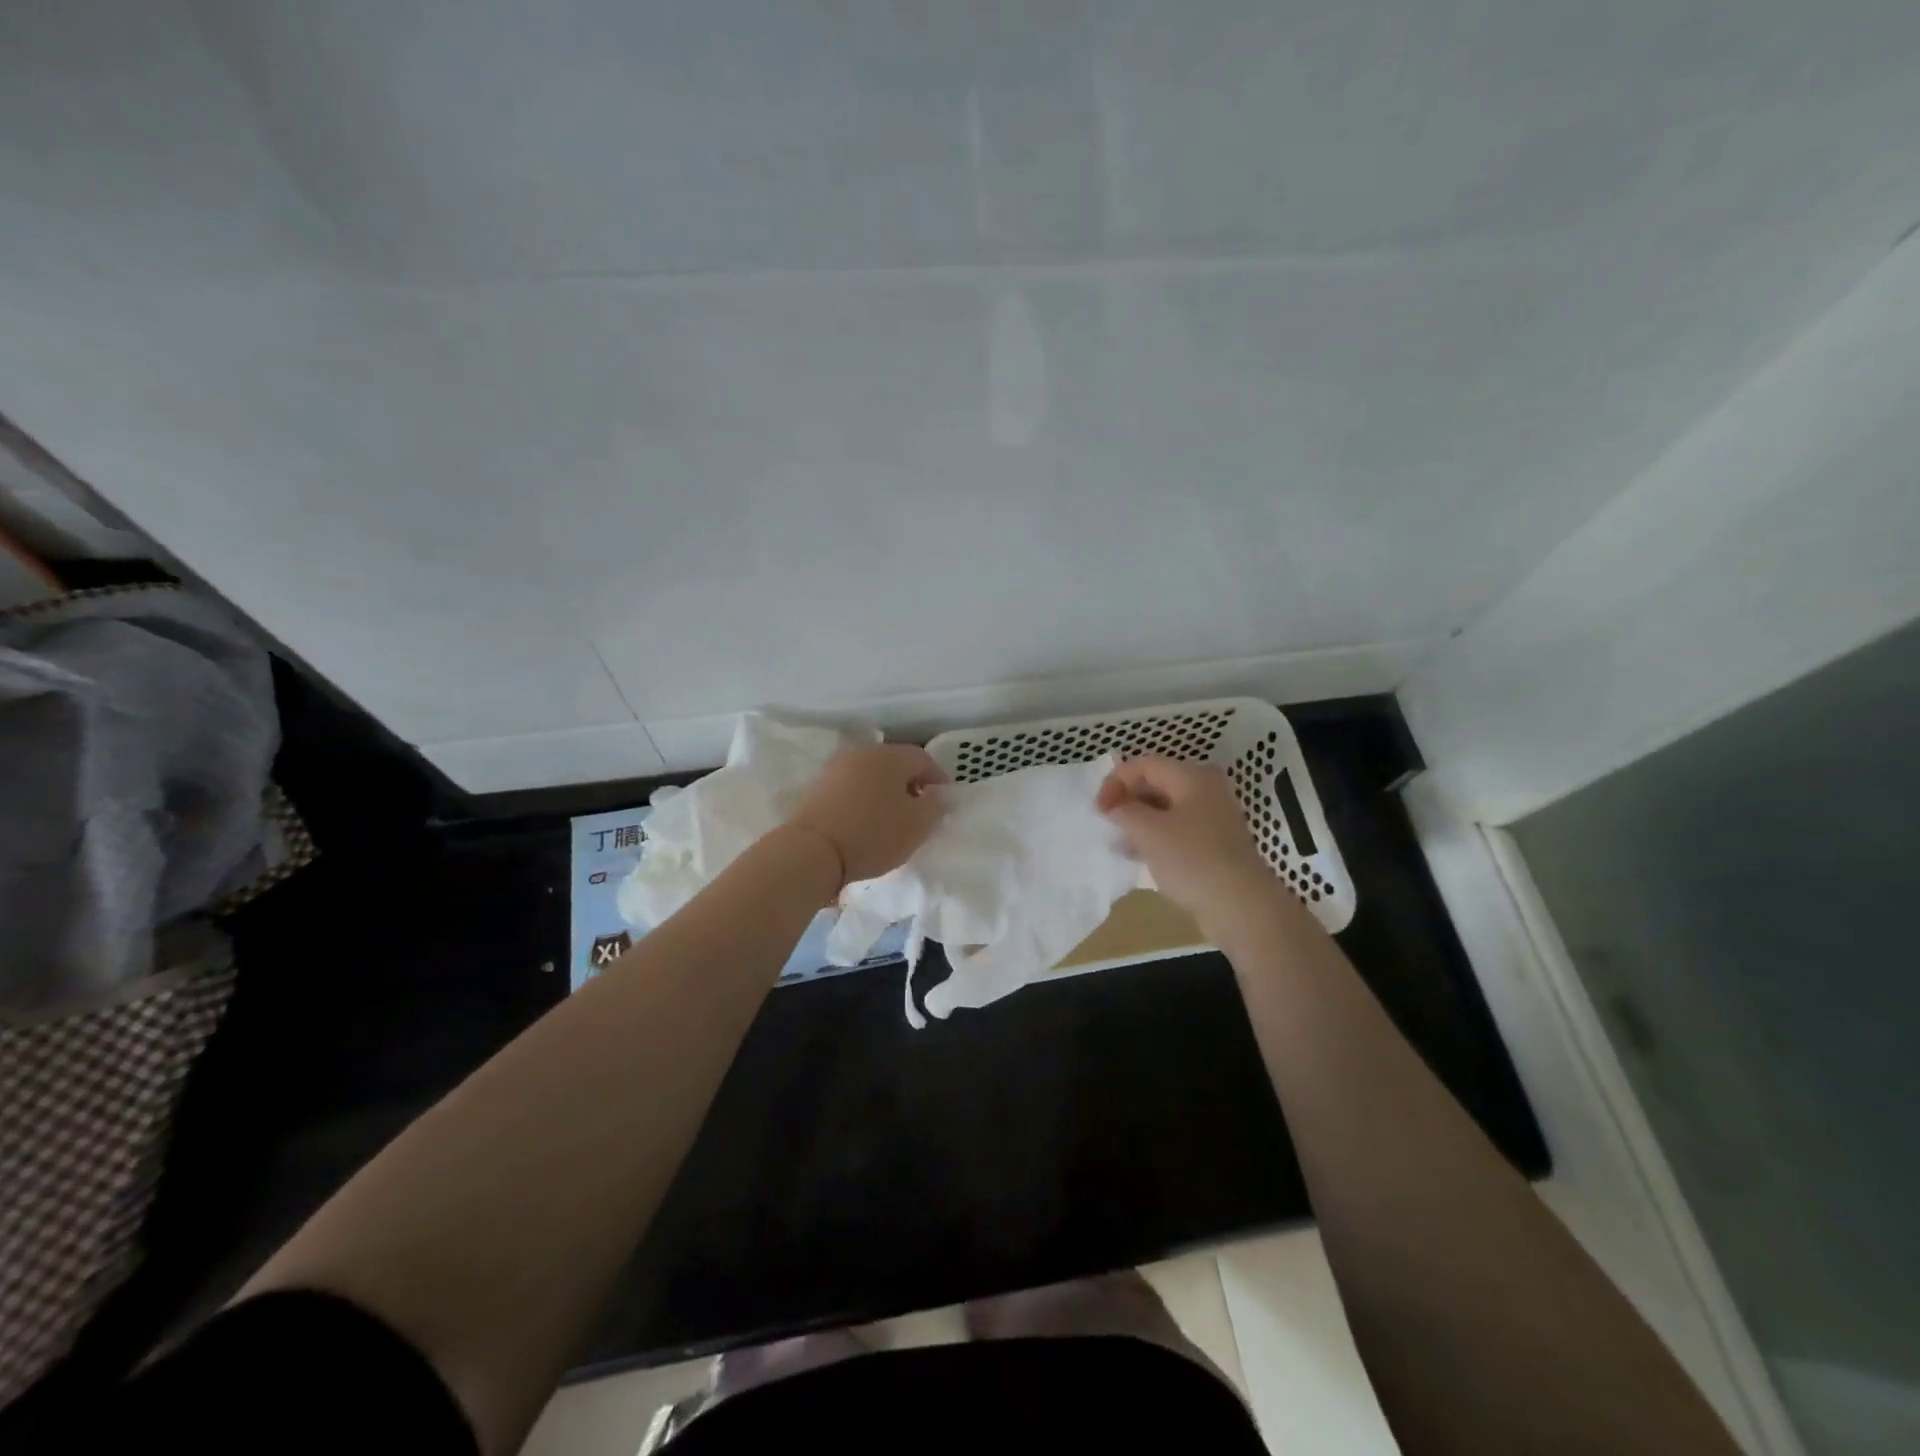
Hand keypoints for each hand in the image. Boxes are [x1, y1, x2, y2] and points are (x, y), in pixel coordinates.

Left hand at [788, 744, 948, 886]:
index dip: (938, 780)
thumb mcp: (917, 825)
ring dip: (885, 793)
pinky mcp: (817, 787)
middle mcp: (862, 753)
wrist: (812, 851)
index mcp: (889, 756)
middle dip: (910, 785)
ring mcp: (835, 768)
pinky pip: (851, 788)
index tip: (942, 803)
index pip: (923, 758)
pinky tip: (865, 823)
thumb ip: (935, 806)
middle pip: (895, 764)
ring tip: (891, 820)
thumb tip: (936, 795)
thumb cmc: (873, 834)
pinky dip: (863, 800)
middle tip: (919, 812)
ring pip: (871, 775)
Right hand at [1097, 755, 1275, 928]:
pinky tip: (1140, 857)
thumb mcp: (1148, 831)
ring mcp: (1213, 818)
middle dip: (1127, 800)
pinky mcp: (1214, 844)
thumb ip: (1124, 812)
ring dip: (1139, 821)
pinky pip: (1177, 830)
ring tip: (1119, 842)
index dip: (1115, 782)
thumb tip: (1114, 808)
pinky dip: (1155, 837)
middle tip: (1107, 824)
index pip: (1144, 764)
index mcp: (1192, 777)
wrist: (1241, 907)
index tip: (1099, 810)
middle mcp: (1206, 790)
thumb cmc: (1192, 860)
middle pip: (1156, 783)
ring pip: (1165, 809)